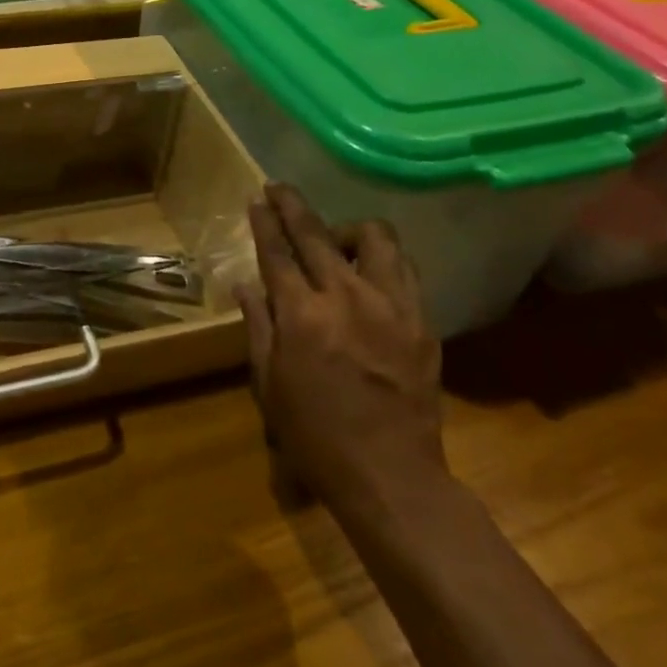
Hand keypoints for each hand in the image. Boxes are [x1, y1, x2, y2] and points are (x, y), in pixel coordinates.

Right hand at [236, 183, 443, 510]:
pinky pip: (404, 269)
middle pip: (317, 233)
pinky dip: (383, 259)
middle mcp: (346, 297)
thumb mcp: (270, 384)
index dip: (265, 222)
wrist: (391, 476)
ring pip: (375, 237)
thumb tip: (244, 285)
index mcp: (302, 315)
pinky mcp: (422, 320)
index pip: (278, 252)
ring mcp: (390, 305)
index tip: (258, 199)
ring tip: (337, 241)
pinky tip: (372, 272)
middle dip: (293, 205)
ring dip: (348, 229)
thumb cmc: (316, 436)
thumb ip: (258, 326)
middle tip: (280, 189)